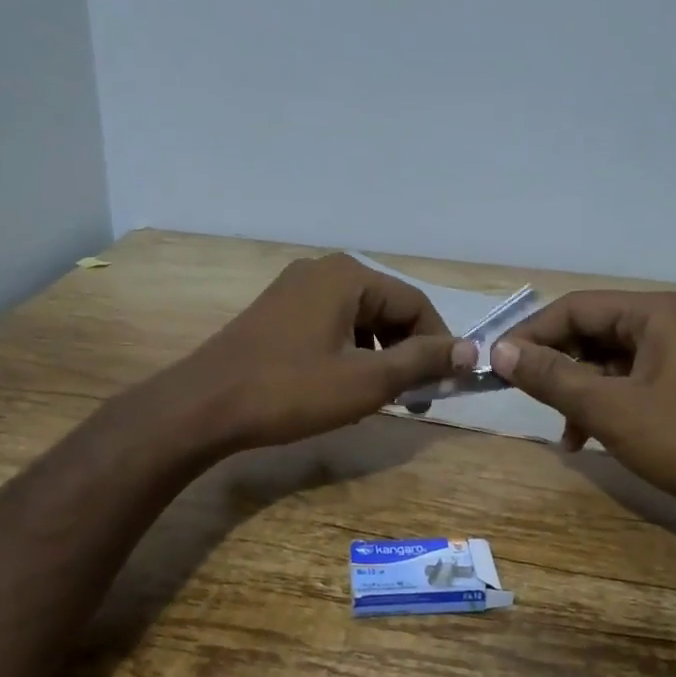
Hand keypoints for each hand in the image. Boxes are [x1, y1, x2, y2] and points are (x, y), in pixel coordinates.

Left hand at [165, 254, 476, 452]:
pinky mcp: (277, 312)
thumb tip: (471, 351)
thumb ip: (422, 361)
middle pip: (387, 307)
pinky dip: (350, 352)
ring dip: (380, 355)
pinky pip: (331, 325)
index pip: (416, 304)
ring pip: (360, 318)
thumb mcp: (366, 380)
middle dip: (407, 351)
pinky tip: (344, 385)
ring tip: (382, 397)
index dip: (438, 344)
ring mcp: (295, 289)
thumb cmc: (290, 391)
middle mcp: (324, 271)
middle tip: (414, 398)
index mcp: (349, 276)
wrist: (204, 406)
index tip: (444, 386)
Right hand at [490, 291, 675, 535]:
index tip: (496, 364)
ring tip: (558, 429)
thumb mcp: (608, 408)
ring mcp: (675, 357)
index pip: (575, 308)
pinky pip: (625, 384)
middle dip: (554, 364)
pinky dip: (599, 406)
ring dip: (574, 391)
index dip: (531, 333)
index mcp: (654, 313)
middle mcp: (666, 324)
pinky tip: (583, 439)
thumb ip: (551, 376)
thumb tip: (498, 351)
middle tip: (519, 393)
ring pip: (605, 362)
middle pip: (590, 332)